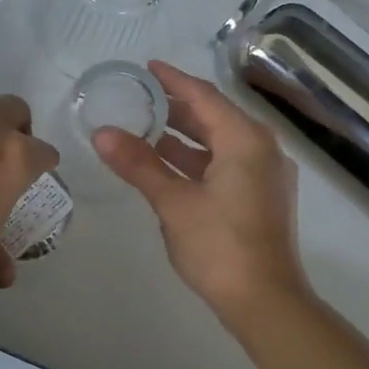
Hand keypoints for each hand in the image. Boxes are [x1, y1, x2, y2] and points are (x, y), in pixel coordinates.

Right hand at [94, 60, 309, 320]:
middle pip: (215, 117)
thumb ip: (139, 164)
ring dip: (186, 137)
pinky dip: (199, 161)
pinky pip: (228, 164)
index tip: (147, 68)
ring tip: (146, 130)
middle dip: (178, 108)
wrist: (265, 301)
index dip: (173, 81)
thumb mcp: (173, 202)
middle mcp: (262, 149)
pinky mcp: (263, 199)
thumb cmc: (219, 246)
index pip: (204, 97)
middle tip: (141, 98)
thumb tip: (102, 134)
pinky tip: (170, 167)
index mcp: (245, 140)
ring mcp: (266, 175)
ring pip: (221, 144)